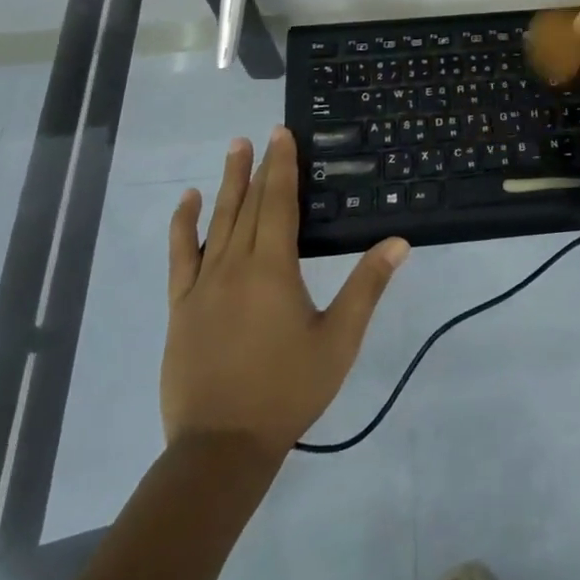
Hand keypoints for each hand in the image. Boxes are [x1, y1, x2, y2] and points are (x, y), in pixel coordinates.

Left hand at [161, 128, 408, 455]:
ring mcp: (203, 284)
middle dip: (258, 166)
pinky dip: (183, 225)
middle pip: (248, 204)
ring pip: (217, 221)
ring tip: (233, 149)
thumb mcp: (338, 340)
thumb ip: (367, 286)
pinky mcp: (181, 306)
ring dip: (226, 183)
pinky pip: (180, 255)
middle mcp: (235, 265)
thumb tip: (398, 241)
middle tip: (263, 134)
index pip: (278, 202)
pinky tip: (187, 202)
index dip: (282, 165)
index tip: (282, 133)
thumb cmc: (287, 390)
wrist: (221, 446)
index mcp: (273, 268)